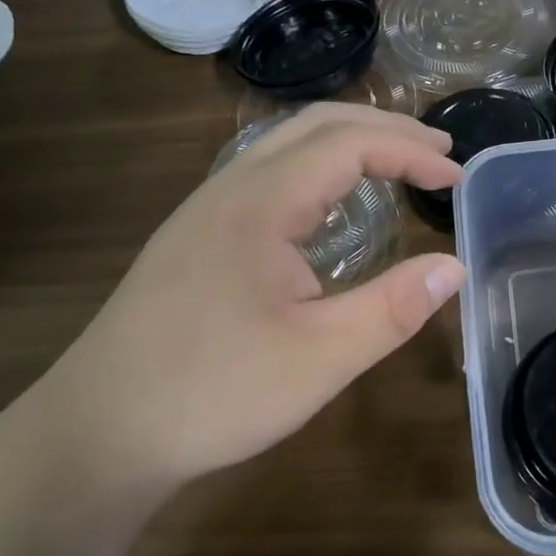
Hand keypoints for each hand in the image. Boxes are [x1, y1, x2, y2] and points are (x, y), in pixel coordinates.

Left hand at [33, 104, 464, 487]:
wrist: (99, 431)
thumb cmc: (213, 392)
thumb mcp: (319, 358)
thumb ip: (393, 308)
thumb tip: (455, 268)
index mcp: (261, 201)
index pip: (349, 144)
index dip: (410, 152)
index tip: (456, 179)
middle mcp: (231, 186)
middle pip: (317, 125)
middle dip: (385, 130)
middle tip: (438, 157)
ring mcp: (206, 208)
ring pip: (286, 144)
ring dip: (349, 143)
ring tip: (397, 167)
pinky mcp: (196, 235)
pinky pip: (267, 173)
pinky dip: (318, 167)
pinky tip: (331, 207)